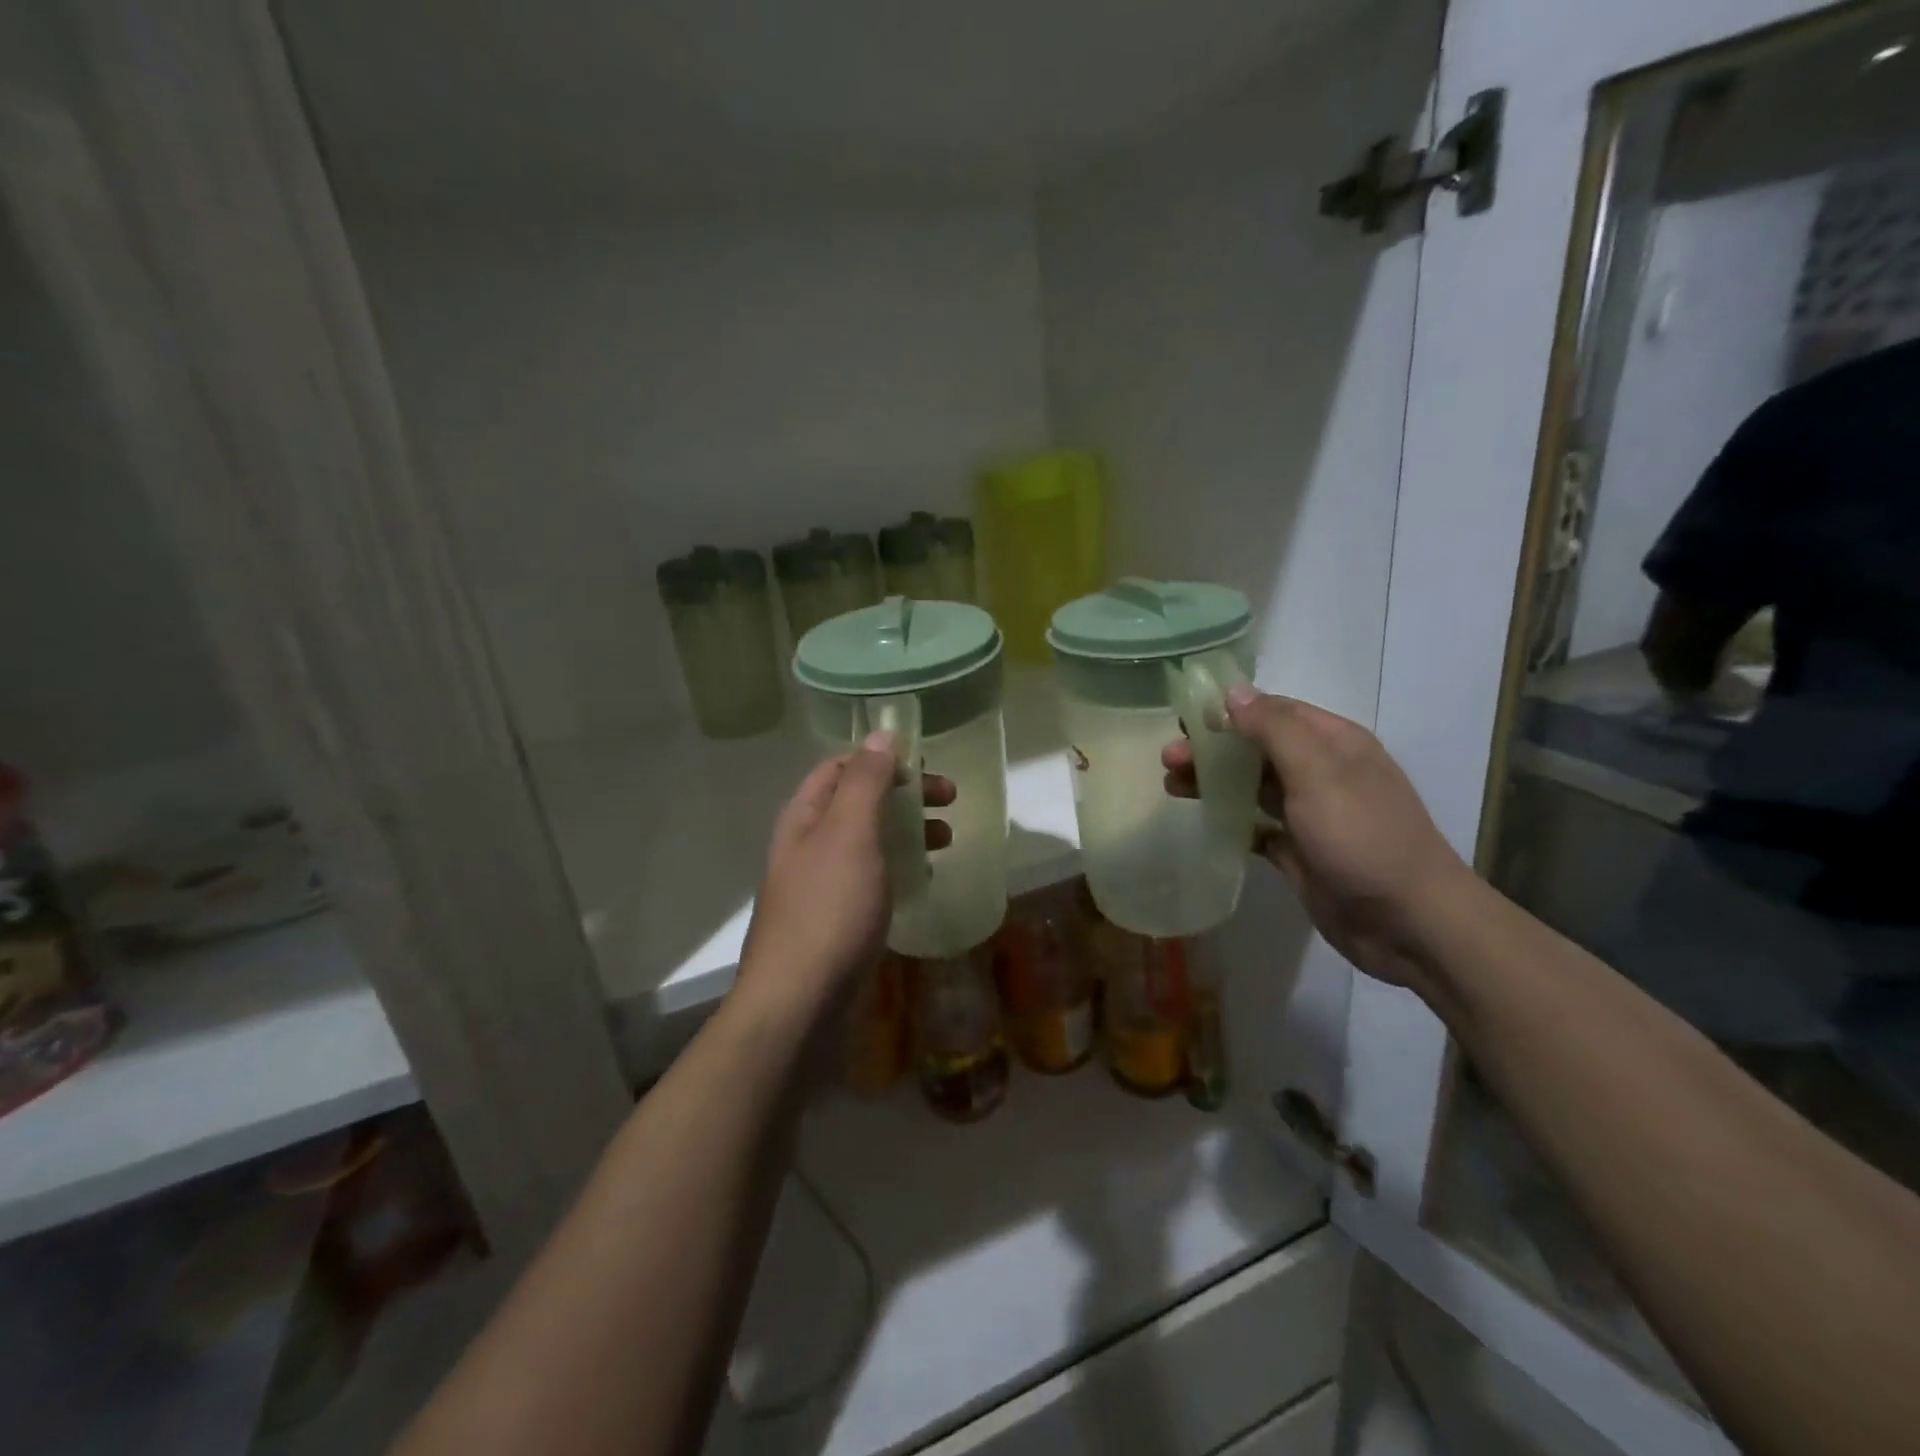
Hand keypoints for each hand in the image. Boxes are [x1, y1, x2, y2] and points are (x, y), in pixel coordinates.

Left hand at [735, 734, 953, 1027]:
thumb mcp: (849, 833)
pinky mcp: (837, 919)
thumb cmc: (829, 909)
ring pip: (869, 841)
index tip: (925, 766)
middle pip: (859, 802)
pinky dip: (901, 867)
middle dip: (904, 794)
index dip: (881, 758)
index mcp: (805, 816)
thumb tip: (881, 733)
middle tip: (950, 800)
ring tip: (946, 839)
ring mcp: (822, 884)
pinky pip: (873, 878)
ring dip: (907, 830)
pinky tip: (924, 880)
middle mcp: (809, 844)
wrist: (800, 1002)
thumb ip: (865, 781)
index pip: (841, 766)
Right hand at [1162, 688, 1473, 990]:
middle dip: (1213, 749)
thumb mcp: (1318, 773)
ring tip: (1171, 786)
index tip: (1185, 719)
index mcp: (1333, 743)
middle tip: (1168, 759)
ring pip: (1252, 786)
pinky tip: (1204, 822)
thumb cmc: (1362, 836)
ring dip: (1214, 782)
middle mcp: (1322, 773)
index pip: (1275, 711)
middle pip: (1257, 749)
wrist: (1408, 922)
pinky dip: (1231, 821)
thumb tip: (1233, 692)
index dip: (1230, 711)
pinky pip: (1257, 827)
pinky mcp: (1299, 851)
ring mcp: (1311, 814)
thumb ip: (1274, 729)